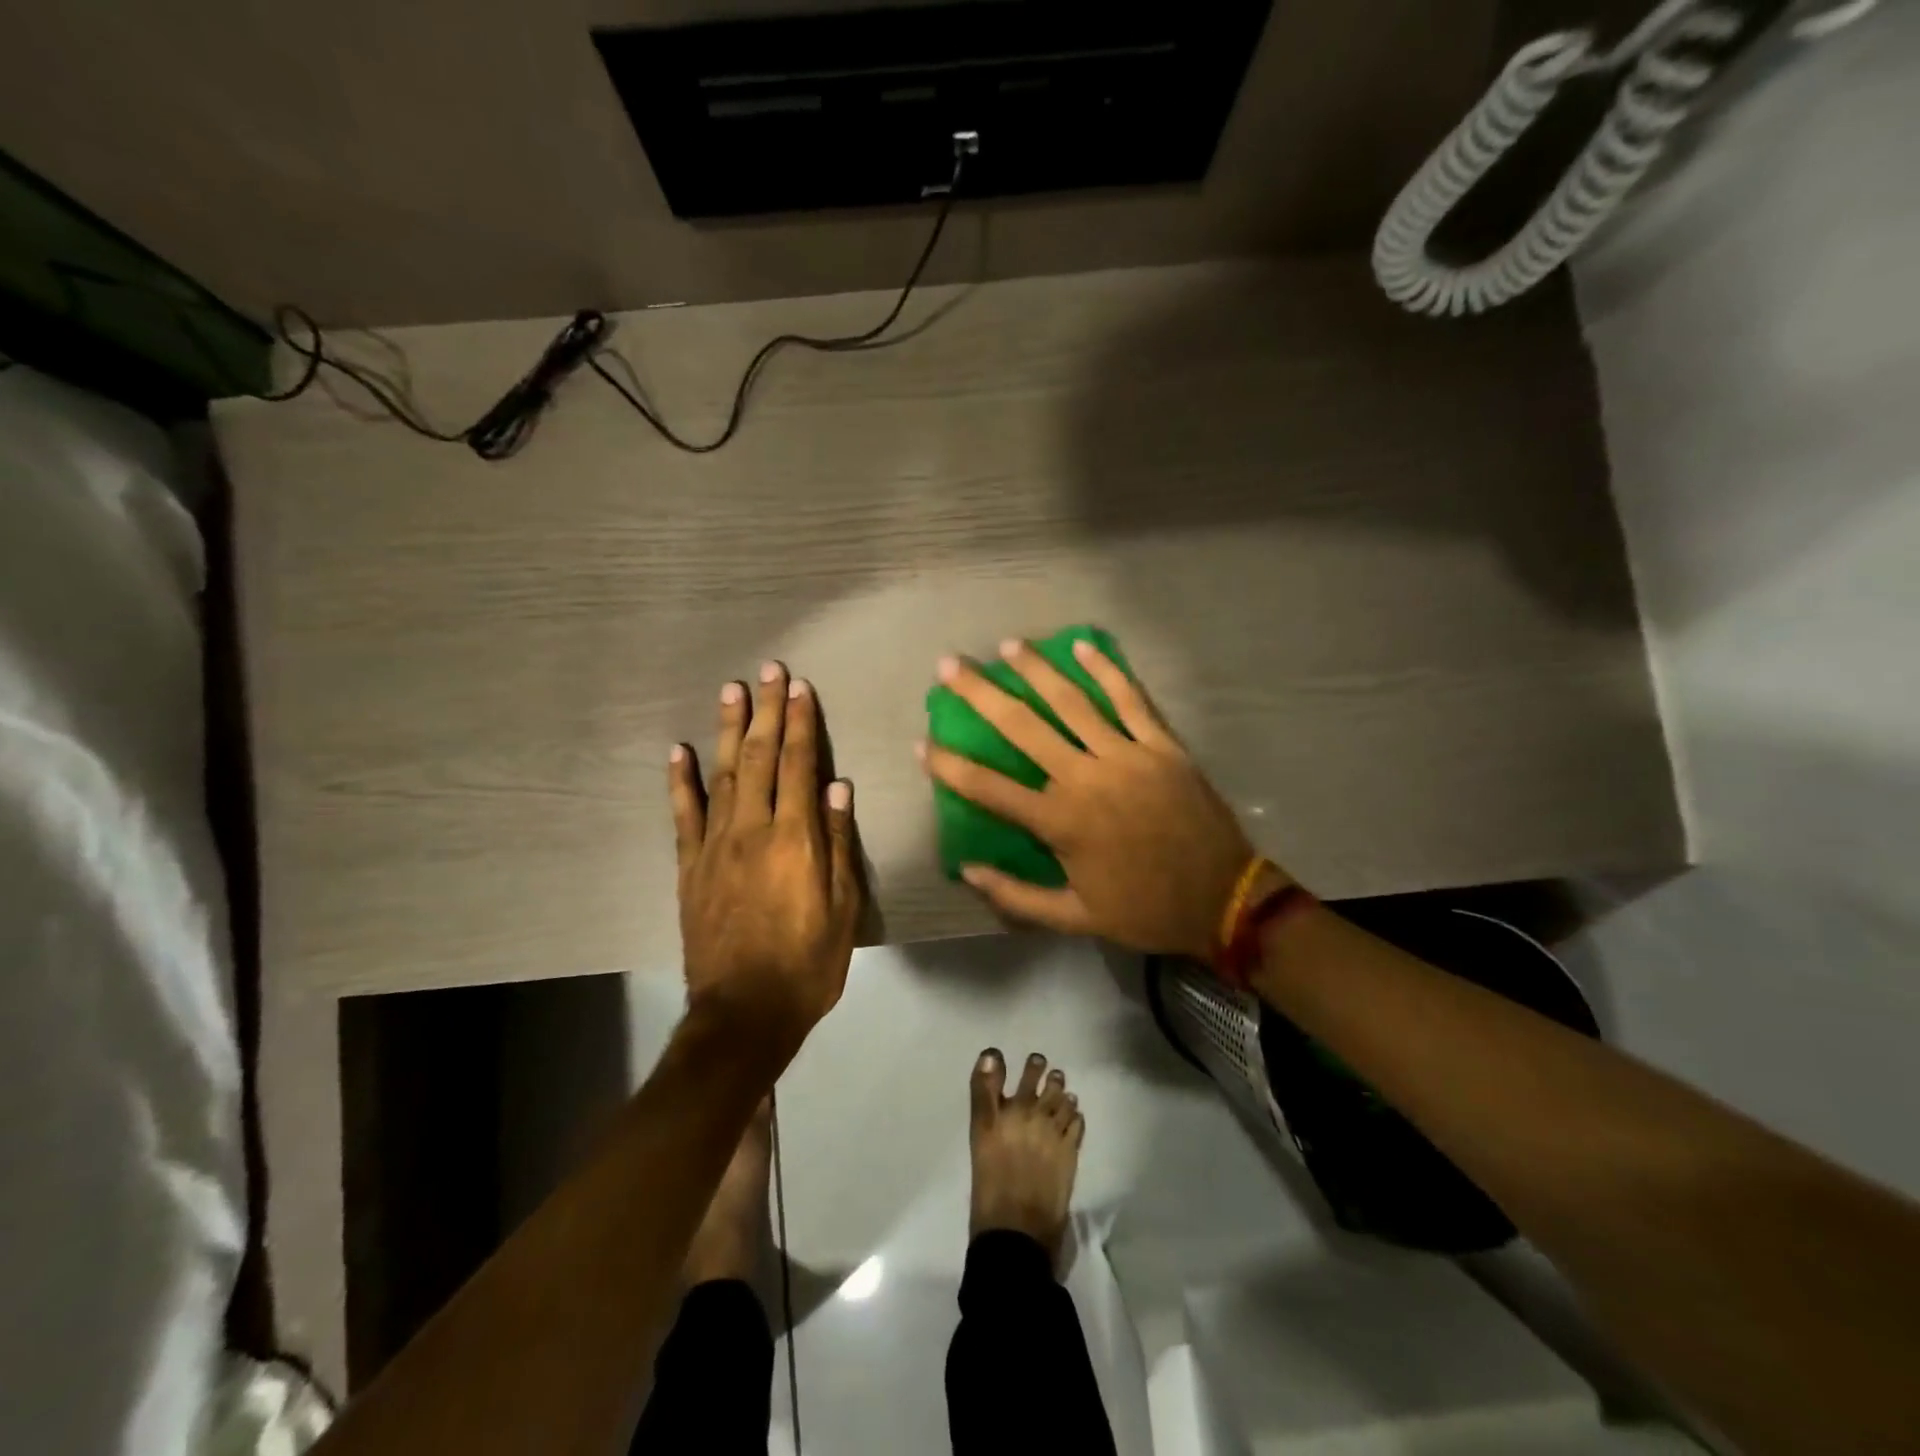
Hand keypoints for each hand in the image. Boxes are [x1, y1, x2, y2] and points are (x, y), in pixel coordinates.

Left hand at [670, 662, 862, 1055]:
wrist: (744, 1013)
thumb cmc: (808, 963)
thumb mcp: (843, 908)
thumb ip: (839, 843)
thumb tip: (839, 787)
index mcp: (796, 839)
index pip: (799, 766)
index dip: (800, 723)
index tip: (799, 688)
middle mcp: (753, 830)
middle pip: (759, 758)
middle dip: (765, 711)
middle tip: (767, 670)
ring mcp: (715, 846)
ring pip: (721, 775)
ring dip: (726, 729)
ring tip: (730, 690)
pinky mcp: (690, 867)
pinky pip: (683, 815)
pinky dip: (679, 781)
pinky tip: (677, 751)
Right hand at [921, 640, 1270, 958]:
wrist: (1224, 900)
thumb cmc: (1144, 910)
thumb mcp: (1074, 919)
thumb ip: (1016, 897)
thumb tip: (967, 870)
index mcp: (1060, 822)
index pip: (989, 788)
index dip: (950, 766)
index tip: (923, 743)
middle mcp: (1085, 778)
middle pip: (1022, 727)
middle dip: (981, 694)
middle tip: (950, 665)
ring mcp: (1126, 756)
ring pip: (1072, 702)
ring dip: (1036, 670)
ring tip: (1009, 646)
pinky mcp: (1162, 746)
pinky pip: (1131, 700)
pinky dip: (1107, 670)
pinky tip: (1083, 644)